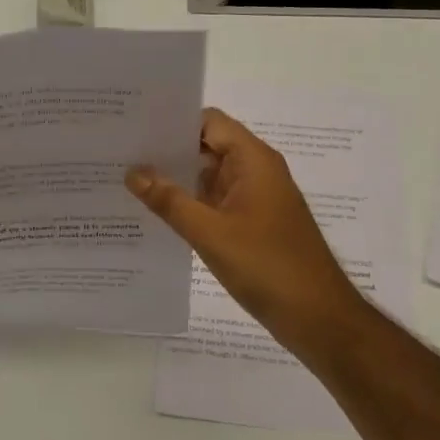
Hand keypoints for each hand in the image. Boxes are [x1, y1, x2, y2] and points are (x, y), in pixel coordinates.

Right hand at [127, 108, 368, 364]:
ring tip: (129, 180)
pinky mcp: (252, 223)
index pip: (209, 122)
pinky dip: (189, 203)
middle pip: (207, 146)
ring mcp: (255, 198)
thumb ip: (169, 200)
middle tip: (121, 153)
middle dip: (168, 150)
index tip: (135, 127)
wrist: (318, 318)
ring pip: (209, 175)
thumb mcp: (210, 233)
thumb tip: (133, 171)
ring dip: (176, 178)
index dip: (173, 121)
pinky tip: (156, 213)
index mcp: (253, 161)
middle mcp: (256, 171)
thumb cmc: (267, 266)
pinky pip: (215, 201)